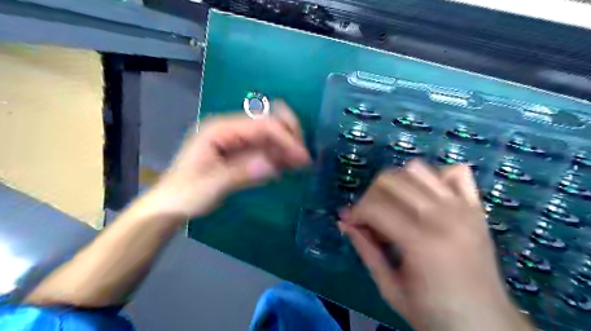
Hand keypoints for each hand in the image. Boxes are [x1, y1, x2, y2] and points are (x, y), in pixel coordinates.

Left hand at [141, 101, 310, 219]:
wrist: (171, 205)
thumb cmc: (185, 193)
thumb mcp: (211, 185)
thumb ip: (241, 173)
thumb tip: (273, 164)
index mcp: (219, 129)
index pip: (260, 125)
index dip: (284, 137)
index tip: (302, 155)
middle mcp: (230, 129)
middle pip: (267, 123)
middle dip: (289, 137)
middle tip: (303, 158)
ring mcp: (235, 140)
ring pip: (269, 136)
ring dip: (286, 147)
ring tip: (301, 164)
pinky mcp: (240, 152)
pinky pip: (264, 149)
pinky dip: (278, 155)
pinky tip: (289, 165)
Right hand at [339, 159, 528, 329]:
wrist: (486, 324)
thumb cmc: (435, 314)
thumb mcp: (391, 288)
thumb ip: (366, 251)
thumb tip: (344, 223)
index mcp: (421, 243)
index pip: (374, 207)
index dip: (355, 212)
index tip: (350, 223)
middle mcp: (443, 217)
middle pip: (392, 180)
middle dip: (371, 194)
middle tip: (370, 216)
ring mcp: (463, 208)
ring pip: (417, 170)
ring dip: (397, 183)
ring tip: (394, 205)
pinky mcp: (476, 207)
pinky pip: (455, 171)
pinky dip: (435, 177)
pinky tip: (426, 197)